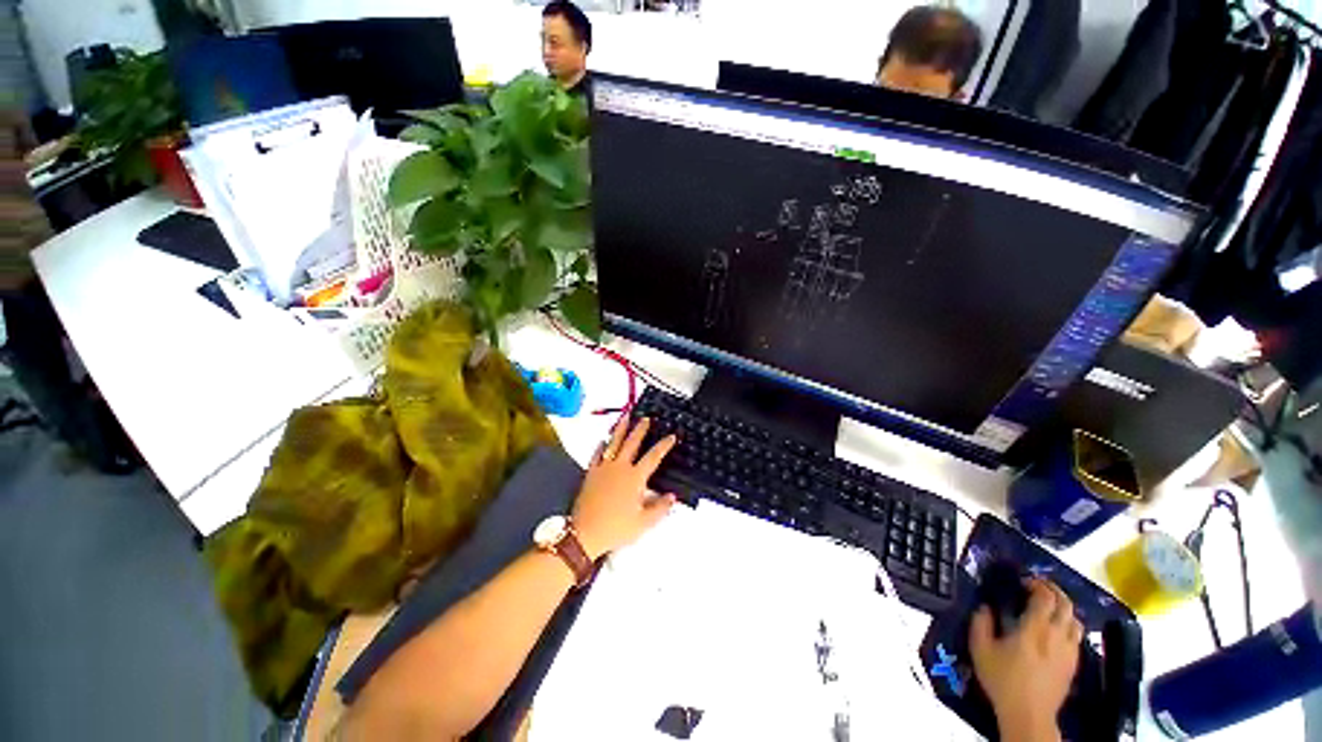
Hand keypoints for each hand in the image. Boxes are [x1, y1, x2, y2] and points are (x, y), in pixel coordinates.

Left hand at [572, 417, 677, 559]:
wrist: (585, 533)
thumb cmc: (616, 528)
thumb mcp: (643, 523)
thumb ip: (660, 508)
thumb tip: (672, 497)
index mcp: (635, 477)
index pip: (653, 456)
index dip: (664, 445)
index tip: (671, 436)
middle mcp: (620, 468)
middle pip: (632, 443)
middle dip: (640, 429)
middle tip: (646, 418)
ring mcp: (604, 468)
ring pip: (614, 443)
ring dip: (621, 429)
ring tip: (625, 417)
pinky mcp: (591, 473)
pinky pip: (596, 455)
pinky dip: (601, 446)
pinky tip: (602, 441)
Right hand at [969, 579, 1081, 741]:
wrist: (1029, 714)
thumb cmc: (1002, 680)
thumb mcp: (980, 649)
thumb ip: (980, 623)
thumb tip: (985, 607)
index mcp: (1034, 628)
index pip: (1045, 597)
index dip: (1036, 584)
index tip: (1023, 581)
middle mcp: (1056, 634)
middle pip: (1065, 604)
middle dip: (1053, 590)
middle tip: (1037, 587)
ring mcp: (1068, 650)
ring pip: (1075, 619)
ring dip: (1063, 608)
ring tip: (1049, 608)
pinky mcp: (1073, 663)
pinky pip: (1076, 636)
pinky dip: (1068, 625)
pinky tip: (1055, 632)